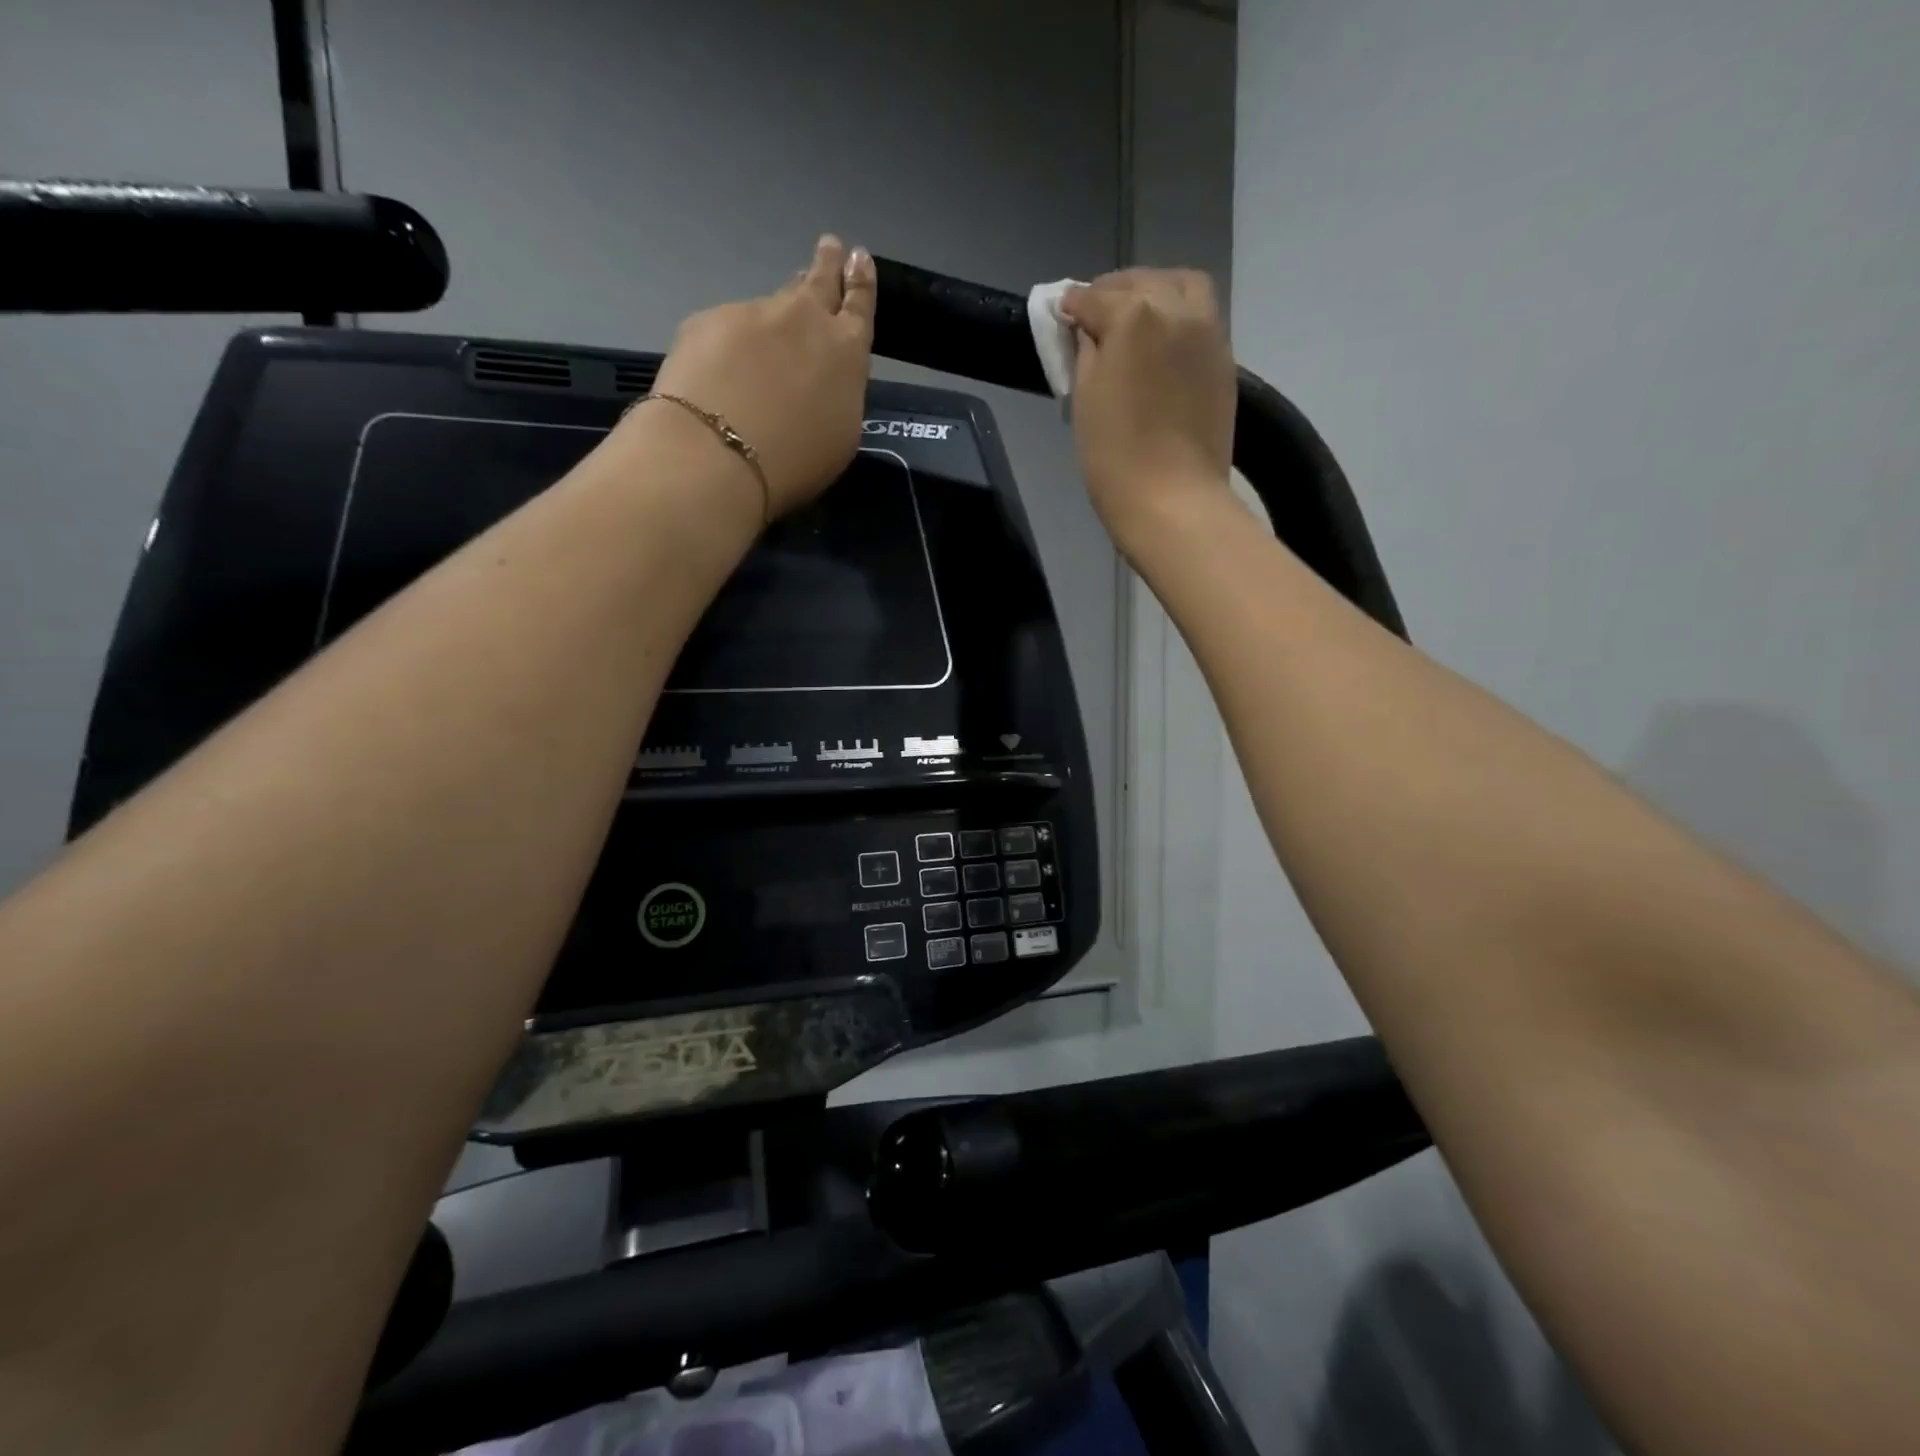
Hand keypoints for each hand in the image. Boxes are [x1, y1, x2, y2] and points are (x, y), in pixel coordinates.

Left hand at [639, 234, 876, 518]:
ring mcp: (753, 314)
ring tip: (773, 330)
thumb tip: (823, 379)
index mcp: (846, 350)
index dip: (861, 281)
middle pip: (818, 280)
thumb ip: (839, 395)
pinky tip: (721, 373)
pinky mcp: (708, 322)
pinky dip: (729, 346)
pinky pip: (726, 330)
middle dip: (828, 263)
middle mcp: (803, 319)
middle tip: (831, 246)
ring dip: (777, 312)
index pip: (859, 304)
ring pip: (771, 306)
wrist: (718, 453)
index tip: (860, 258)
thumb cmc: (795, 460)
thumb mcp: (840, 437)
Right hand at [1058, 268, 1236, 548]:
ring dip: (1154, 293)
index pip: (1092, 298)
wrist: (1172, 500)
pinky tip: (1161, 343)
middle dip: (1113, 293)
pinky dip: (1178, 315)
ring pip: (1180, 286)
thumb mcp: (1084, 399)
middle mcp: (1176, 308)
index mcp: (1134, 315)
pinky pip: (1201, 316)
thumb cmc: (1114, 457)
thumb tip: (1088, 331)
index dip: (1071, 308)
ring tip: (1135, 320)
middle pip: (1140, 282)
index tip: (1061, 318)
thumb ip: (1085, 352)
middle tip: (1093, 318)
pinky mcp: (1224, 358)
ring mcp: (1208, 331)